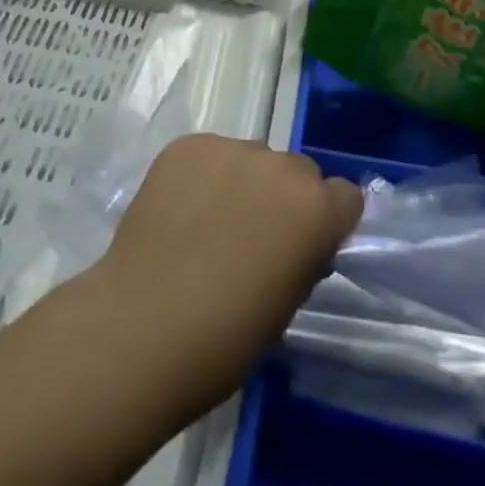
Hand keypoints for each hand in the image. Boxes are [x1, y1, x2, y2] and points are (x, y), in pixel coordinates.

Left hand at [89, 135, 361, 414]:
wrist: (139, 330)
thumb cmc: (223, 339)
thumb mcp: (286, 306)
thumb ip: (304, 257)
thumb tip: (299, 241)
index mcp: (314, 208)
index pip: (345, 196)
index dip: (327, 222)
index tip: (305, 247)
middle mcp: (279, 165)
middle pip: (297, 171)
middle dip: (284, 198)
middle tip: (253, 238)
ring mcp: (229, 148)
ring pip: (252, 158)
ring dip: (243, 182)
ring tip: (209, 223)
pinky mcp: (186, 145)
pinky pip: (210, 154)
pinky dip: (203, 176)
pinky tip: (181, 212)